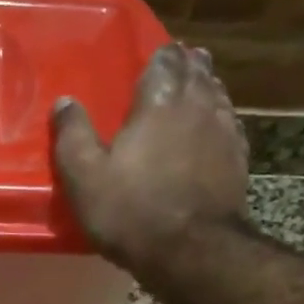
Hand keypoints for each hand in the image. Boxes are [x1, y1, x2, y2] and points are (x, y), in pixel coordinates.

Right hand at [52, 42, 249, 270]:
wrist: (191, 251)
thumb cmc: (130, 210)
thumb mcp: (84, 176)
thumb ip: (73, 135)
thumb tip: (64, 101)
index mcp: (159, 104)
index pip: (164, 63)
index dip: (161, 56)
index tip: (159, 52)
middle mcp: (197, 108)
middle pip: (198, 74)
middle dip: (189, 64)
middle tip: (183, 59)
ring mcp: (223, 134)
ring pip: (218, 96)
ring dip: (208, 86)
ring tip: (201, 82)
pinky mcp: (238, 162)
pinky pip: (230, 126)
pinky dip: (222, 117)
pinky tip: (219, 124)